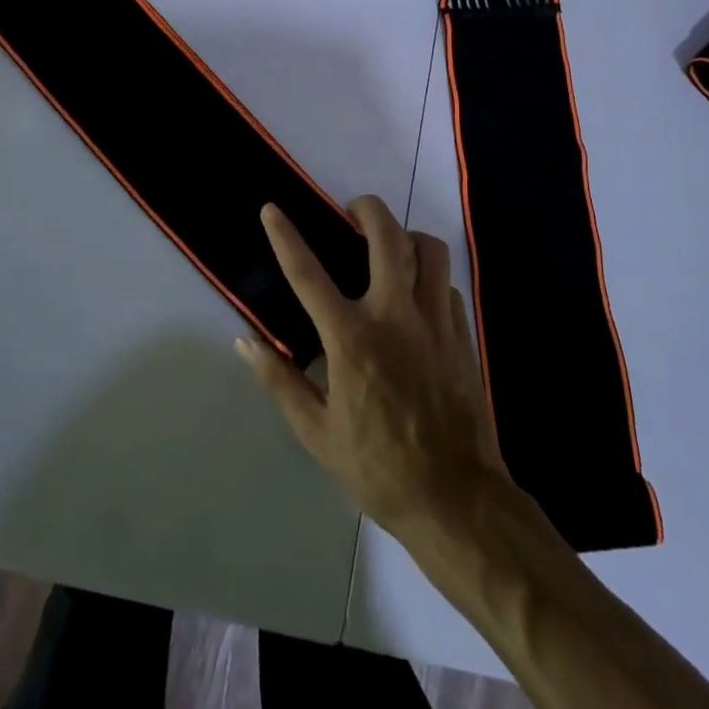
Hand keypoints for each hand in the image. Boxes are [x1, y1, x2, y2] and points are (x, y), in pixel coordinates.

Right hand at [239, 195, 509, 540]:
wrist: (457, 500)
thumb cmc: (378, 468)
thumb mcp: (317, 434)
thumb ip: (280, 381)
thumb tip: (245, 341)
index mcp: (352, 340)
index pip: (308, 274)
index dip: (285, 236)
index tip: (272, 208)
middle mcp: (395, 316)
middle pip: (386, 236)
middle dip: (367, 208)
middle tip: (352, 211)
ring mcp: (435, 321)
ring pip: (428, 249)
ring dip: (406, 235)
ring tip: (390, 245)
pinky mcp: (463, 333)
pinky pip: (447, 284)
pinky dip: (430, 277)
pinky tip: (418, 296)